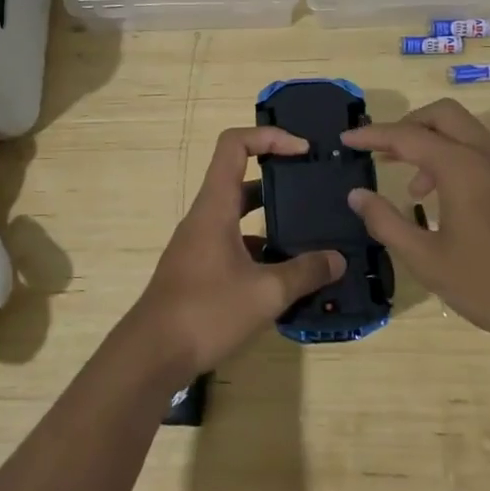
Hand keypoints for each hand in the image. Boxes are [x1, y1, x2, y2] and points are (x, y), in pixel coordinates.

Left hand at [128, 127, 344, 378]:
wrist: (152, 354)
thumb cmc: (206, 312)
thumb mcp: (265, 293)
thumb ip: (305, 273)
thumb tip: (338, 260)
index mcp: (215, 206)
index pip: (235, 145)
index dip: (269, 136)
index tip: (303, 150)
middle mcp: (205, 217)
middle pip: (240, 177)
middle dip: (278, 176)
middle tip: (313, 188)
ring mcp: (200, 243)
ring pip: (239, 214)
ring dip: (271, 216)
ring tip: (310, 230)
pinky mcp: (200, 268)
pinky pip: (235, 242)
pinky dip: (260, 248)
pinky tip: (286, 272)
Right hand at [342, 99, 489, 350]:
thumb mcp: (428, 260)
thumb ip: (386, 222)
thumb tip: (358, 195)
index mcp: (463, 168)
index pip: (408, 136)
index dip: (373, 135)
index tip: (347, 139)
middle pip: (443, 115)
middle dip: (409, 125)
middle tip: (385, 153)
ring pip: (467, 132)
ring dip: (434, 145)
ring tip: (415, 191)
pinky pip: (485, 153)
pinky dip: (458, 160)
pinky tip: (450, 202)